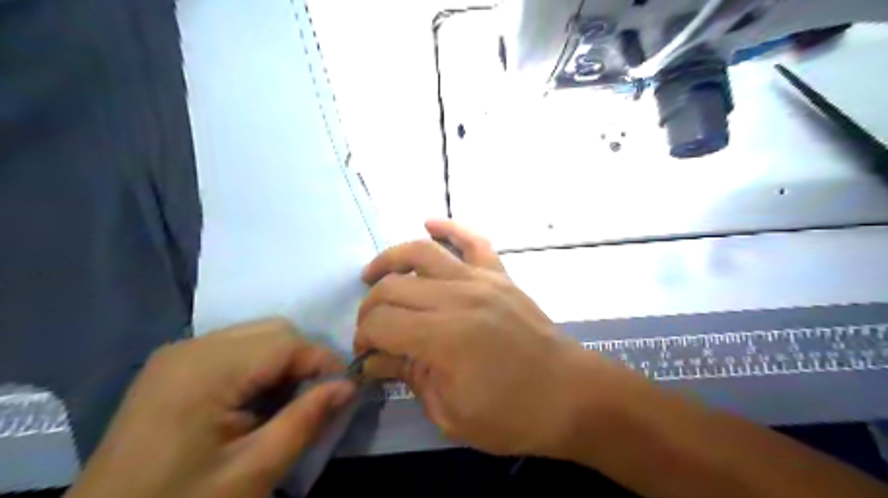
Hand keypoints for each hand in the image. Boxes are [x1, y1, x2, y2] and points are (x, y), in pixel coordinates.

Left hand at [67, 319, 356, 496]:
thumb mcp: (254, 471)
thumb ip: (307, 420)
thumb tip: (350, 385)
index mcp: (207, 370)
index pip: (288, 343)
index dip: (325, 362)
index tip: (345, 390)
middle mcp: (192, 347)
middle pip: (274, 330)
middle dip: (304, 359)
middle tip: (313, 399)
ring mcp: (178, 353)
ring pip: (257, 335)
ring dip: (283, 362)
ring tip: (284, 402)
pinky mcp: (173, 365)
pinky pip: (235, 347)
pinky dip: (259, 365)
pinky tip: (253, 400)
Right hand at [355, 219, 596, 457]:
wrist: (571, 394)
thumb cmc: (512, 416)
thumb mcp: (450, 413)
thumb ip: (409, 377)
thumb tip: (375, 359)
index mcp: (444, 338)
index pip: (382, 323)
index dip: (364, 337)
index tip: (366, 354)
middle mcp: (458, 298)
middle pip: (394, 286)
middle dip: (370, 307)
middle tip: (371, 328)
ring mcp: (482, 280)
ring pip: (423, 252)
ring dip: (390, 259)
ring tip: (373, 274)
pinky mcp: (500, 275)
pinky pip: (473, 240)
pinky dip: (449, 227)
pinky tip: (429, 223)